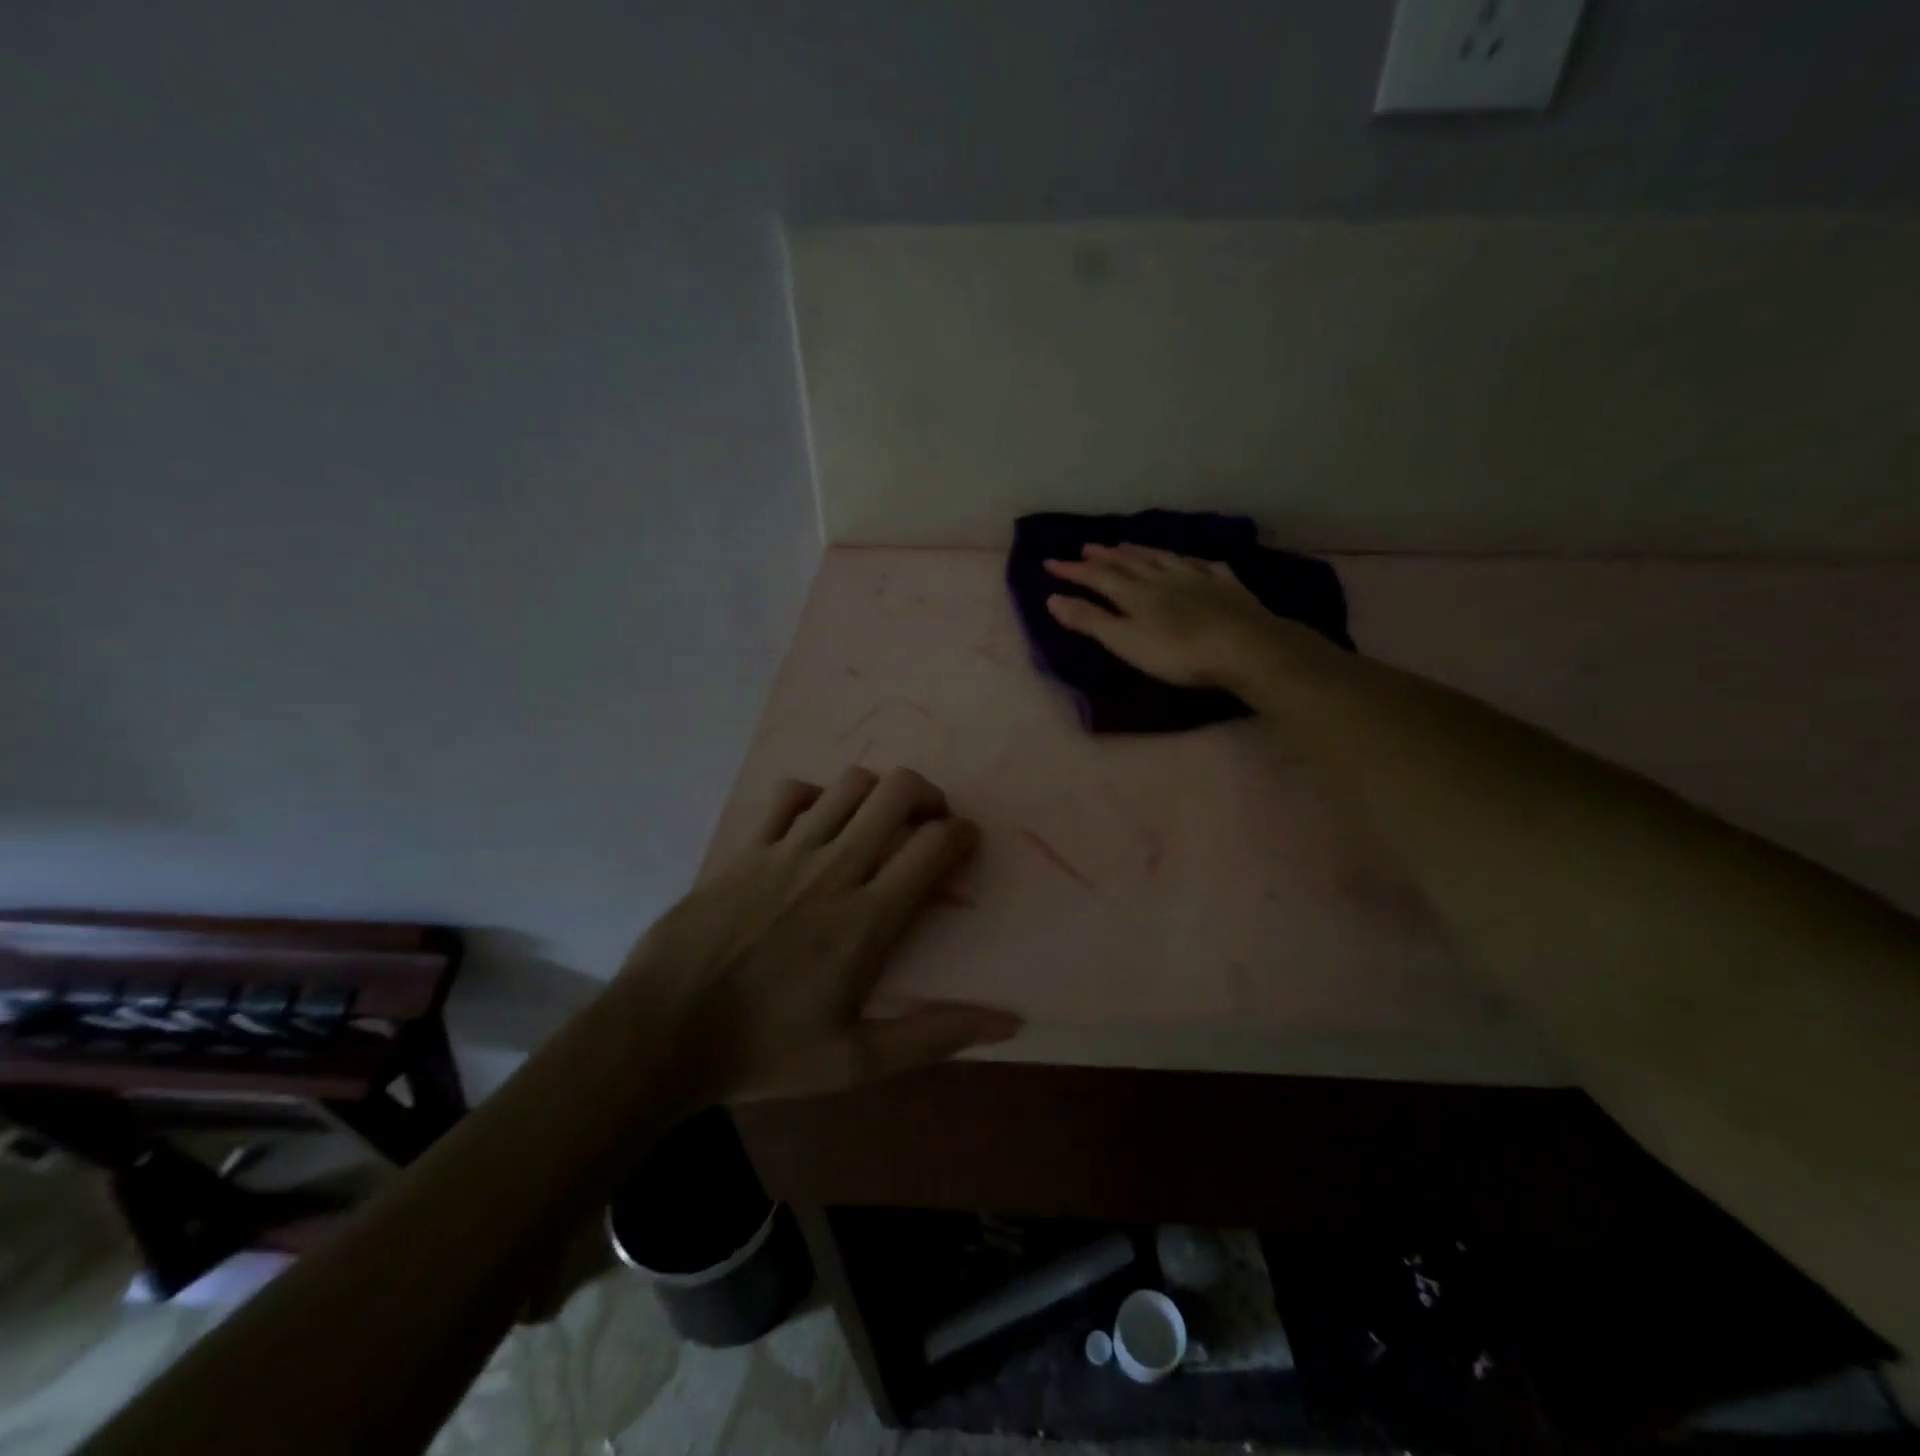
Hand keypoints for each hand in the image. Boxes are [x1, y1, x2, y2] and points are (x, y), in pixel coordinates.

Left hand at [623, 766, 1018, 1099]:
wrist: (662, 1033)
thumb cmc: (765, 1052)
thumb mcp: (856, 1061)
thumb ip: (934, 1036)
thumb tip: (1009, 1023)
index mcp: (867, 918)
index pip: (933, 845)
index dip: (963, 834)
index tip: (965, 846)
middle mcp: (833, 869)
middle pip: (897, 791)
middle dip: (929, 795)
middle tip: (930, 824)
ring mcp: (785, 851)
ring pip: (850, 784)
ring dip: (879, 794)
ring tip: (881, 823)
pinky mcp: (747, 848)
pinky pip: (790, 794)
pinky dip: (816, 797)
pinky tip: (818, 826)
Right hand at [1043, 543, 1290, 688]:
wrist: (1245, 647)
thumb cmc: (1178, 653)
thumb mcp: (1125, 641)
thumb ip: (1090, 620)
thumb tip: (1052, 597)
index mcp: (1135, 593)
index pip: (1097, 576)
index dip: (1073, 570)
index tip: (1049, 562)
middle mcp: (1162, 578)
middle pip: (1128, 562)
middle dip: (1104, 556)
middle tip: (1087, 546)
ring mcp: (1197, 578)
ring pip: (1162, 558)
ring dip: (1140, 552)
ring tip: (1125, 545)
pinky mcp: (1226, 586)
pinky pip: (1202, 565)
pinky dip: (1188, 560)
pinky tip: (1189, 560)